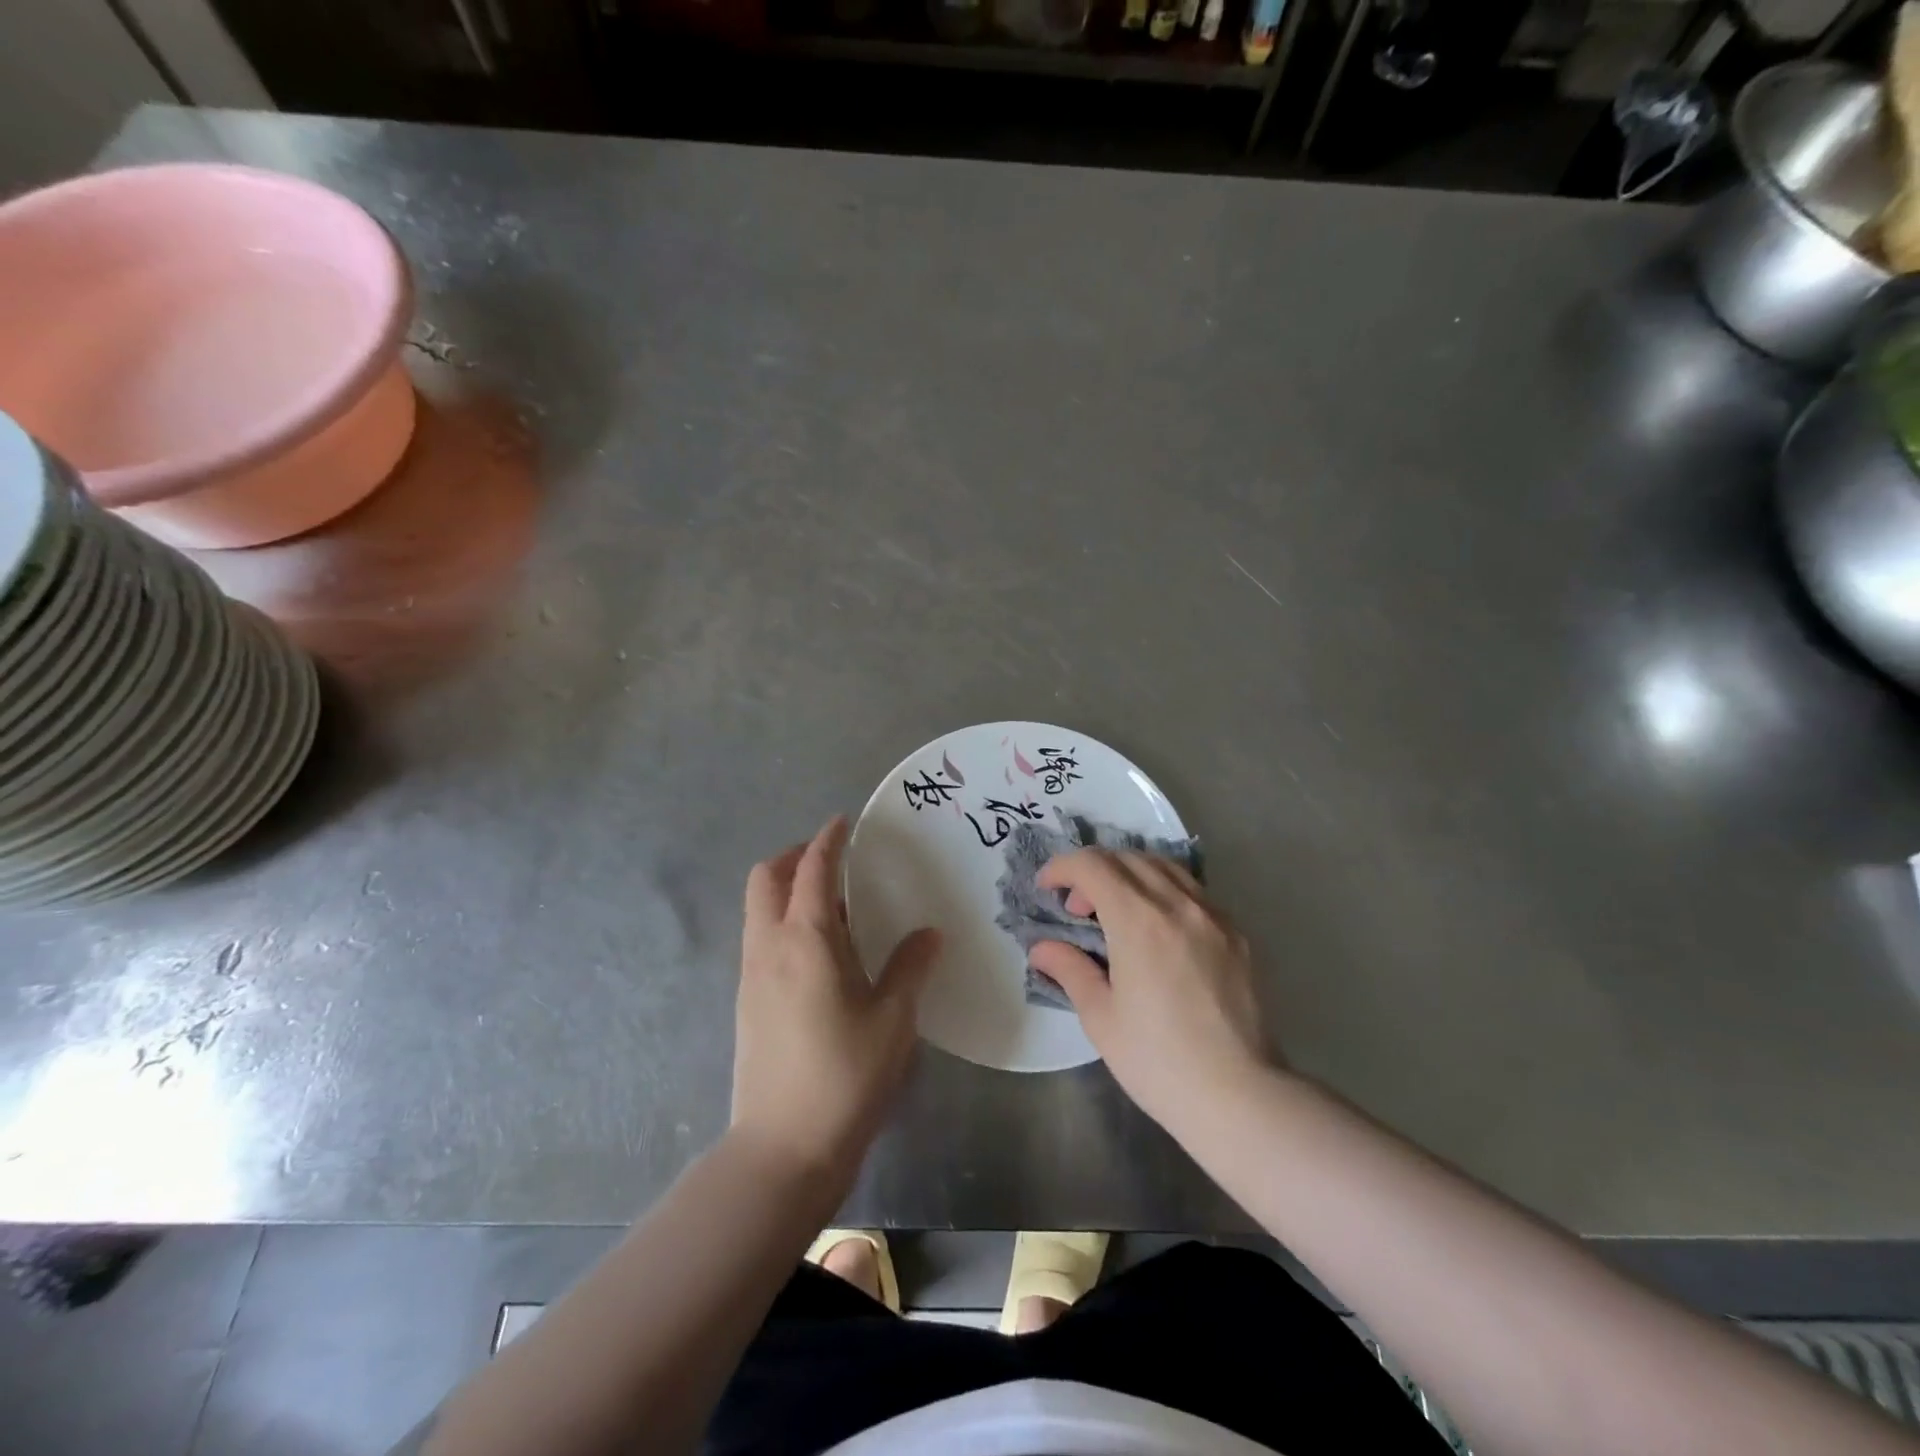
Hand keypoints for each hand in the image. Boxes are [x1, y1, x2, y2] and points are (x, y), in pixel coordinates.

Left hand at [730, 816, 941, 1184]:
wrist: (783, 1148)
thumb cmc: (846, 1075)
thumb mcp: (893, 1018)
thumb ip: (910, 966)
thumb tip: (928, 934)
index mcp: (806, 939)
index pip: (811, 869)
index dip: (826, 841)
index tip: (843, 822)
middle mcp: (769, 946)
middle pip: (765, 878)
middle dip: (793, 857)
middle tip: (831, 860)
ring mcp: (751, 975)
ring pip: (757, 909)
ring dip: (784, 889)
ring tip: (829, 904)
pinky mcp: (746, 1002)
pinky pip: (759, 938)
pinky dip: (781, 921)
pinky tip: (817, 951)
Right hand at [1030, 850, 1273, 1134]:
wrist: (1239, 1096)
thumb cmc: (1158, 1060)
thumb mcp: (1100, 1017)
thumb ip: (1070, 969)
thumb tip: (1042, 948)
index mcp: (1138, 919)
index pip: (1093, 865)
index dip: (1062, 868)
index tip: (1046, 888)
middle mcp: (1178, 904)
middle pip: (1127, 858)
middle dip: (1093, 870)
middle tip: (1077, 909)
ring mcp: (1214, 915)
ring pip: (1164, 867)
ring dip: (1130, 874)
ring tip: (1116, 910)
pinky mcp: (1237, 934)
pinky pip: (1193, 891)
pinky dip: (1164, 891)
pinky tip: (1158, 928)